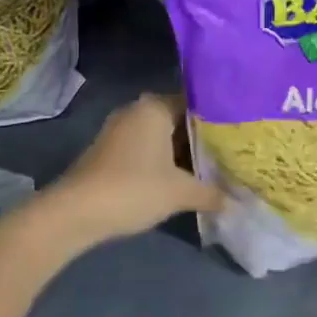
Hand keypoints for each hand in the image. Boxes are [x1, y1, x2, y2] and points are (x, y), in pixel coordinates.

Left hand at [50, 94, 223, 247]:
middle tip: (231, 156)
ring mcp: (119, 131)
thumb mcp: (181, 193)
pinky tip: (180, 181)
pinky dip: (162, 163)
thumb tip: (237, 203)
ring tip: (212, 171)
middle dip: (201, 140)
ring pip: (161, 138)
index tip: (239, 136)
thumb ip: (211, 193)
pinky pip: (145, 150)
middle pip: (178, 121)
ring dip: (181, 154)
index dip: (219, 121)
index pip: (196, 104)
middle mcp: (136, 111)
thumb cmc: (134, 188)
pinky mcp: (108, 152)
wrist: (76, 212)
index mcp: (155, 107)